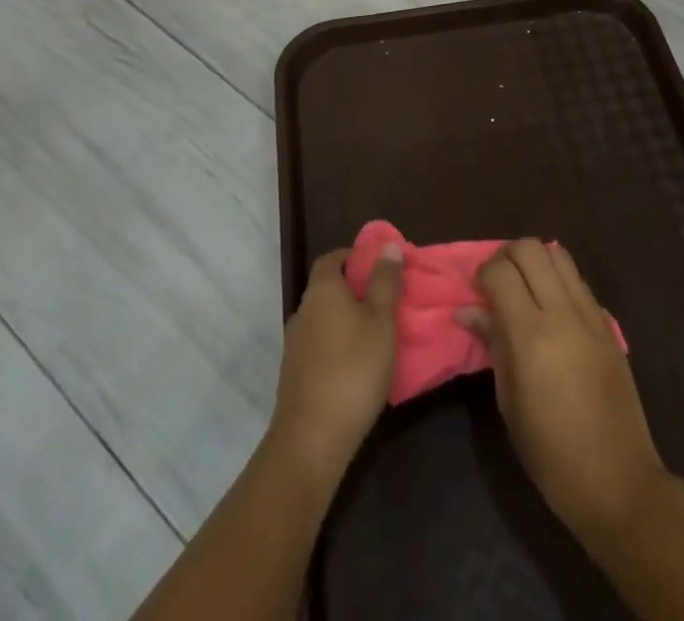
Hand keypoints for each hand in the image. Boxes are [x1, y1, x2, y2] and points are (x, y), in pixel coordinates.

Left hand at [269, 244, 403, 477]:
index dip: (354, 257)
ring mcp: (295, 346)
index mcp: (322, 291)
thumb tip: (388, 245)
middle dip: (355, 290)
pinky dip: (338, 346)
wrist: (312, 439)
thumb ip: (385, 281)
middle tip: (387, 301)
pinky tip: (359, 365)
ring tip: (378, 334)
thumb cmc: (353, 368)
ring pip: (324, 320)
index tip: (380, 267)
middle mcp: (303, 312)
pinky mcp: (295, 376)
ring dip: (347, 321)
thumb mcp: (381, 320)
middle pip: (328, 289)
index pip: (332, 258)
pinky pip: (320, 347)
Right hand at [458, 241, 668, 547]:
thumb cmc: (551, 454)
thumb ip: (493, 345)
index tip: (476, 292)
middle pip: (530, 249)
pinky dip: (558, 278)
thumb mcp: (509, 403)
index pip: (501, 272)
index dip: (482, 273)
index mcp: (532, 336)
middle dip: (506, 256)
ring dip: (535, 260)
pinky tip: (550, 306)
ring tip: (523, 287)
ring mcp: (590, 314)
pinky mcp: (608, 323)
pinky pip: (578, 280)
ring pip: (558, 254)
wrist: (619, 481)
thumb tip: (469, 311)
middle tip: (496, 283)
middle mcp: (563, 313)